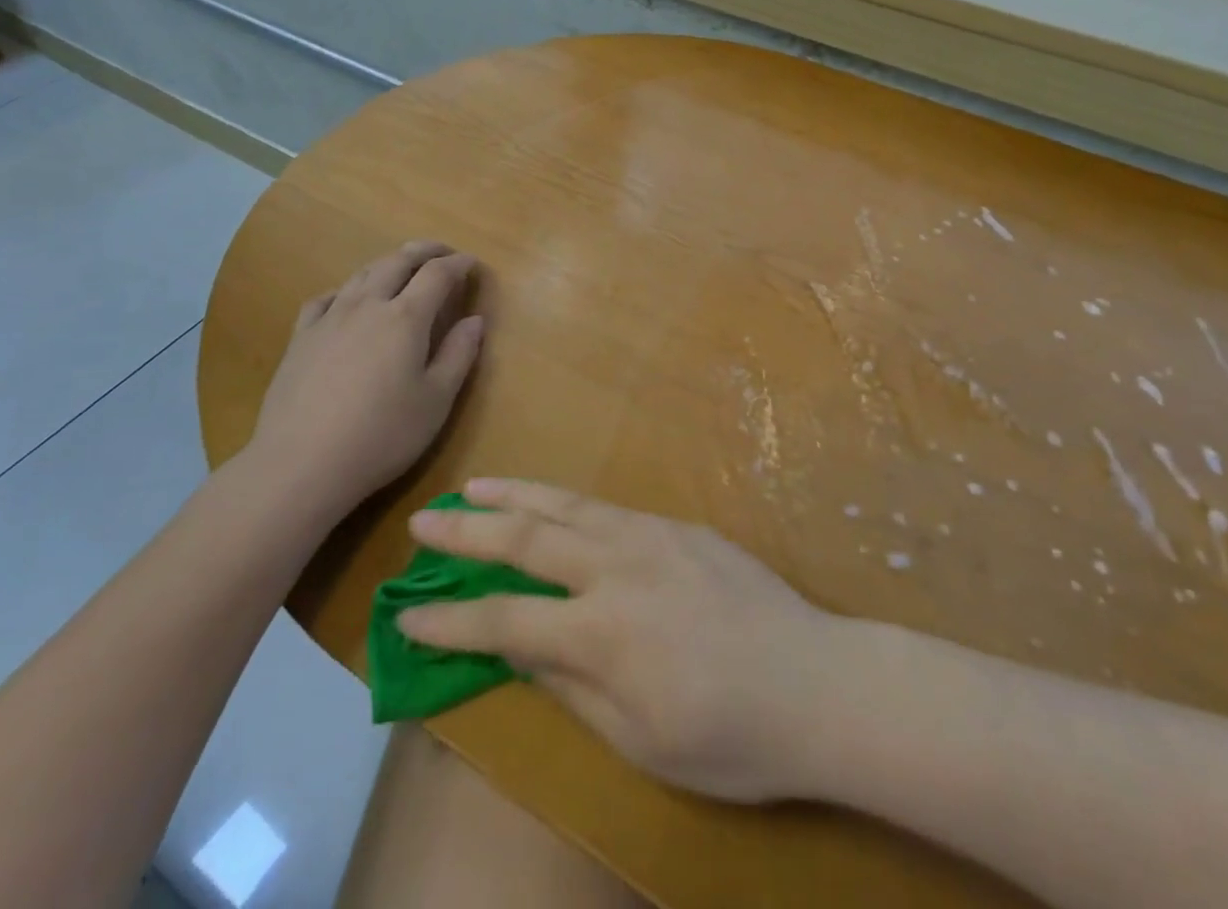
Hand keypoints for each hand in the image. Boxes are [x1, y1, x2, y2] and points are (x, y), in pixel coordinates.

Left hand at [249, 241, 483, 515]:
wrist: (302, 464)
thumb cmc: (382, 435)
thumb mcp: (436, 400)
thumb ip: (459, 354)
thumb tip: (475, 320)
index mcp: (406, 318)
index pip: (437, 274)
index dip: (458, 264)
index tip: (472, 264)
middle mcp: (367, 305)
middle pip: (398, 261)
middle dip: (425, 251)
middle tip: (443, 252)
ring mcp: (329, 318)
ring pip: (362, 273)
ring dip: (388, 263)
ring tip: (403, 268)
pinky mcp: (301, 338)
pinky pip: (326, 298)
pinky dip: (347, 289)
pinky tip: (348, 300)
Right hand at [396, 479, 834, 802]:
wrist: (819, 683)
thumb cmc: (730, 736)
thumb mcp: (640, 741)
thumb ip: (572, 687)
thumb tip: (518, 649)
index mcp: (602, 632)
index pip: (505, 620)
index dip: (451, 618)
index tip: (408, 611)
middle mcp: (618, 568)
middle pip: (527, 540)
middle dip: (468, 531)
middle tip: (424, 521)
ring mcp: (652, 536)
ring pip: (567, 506)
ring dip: (515, 495)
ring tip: (474, 486)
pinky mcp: (680, 526)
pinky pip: (609, 508)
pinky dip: (567, 502)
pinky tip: (552, 503)